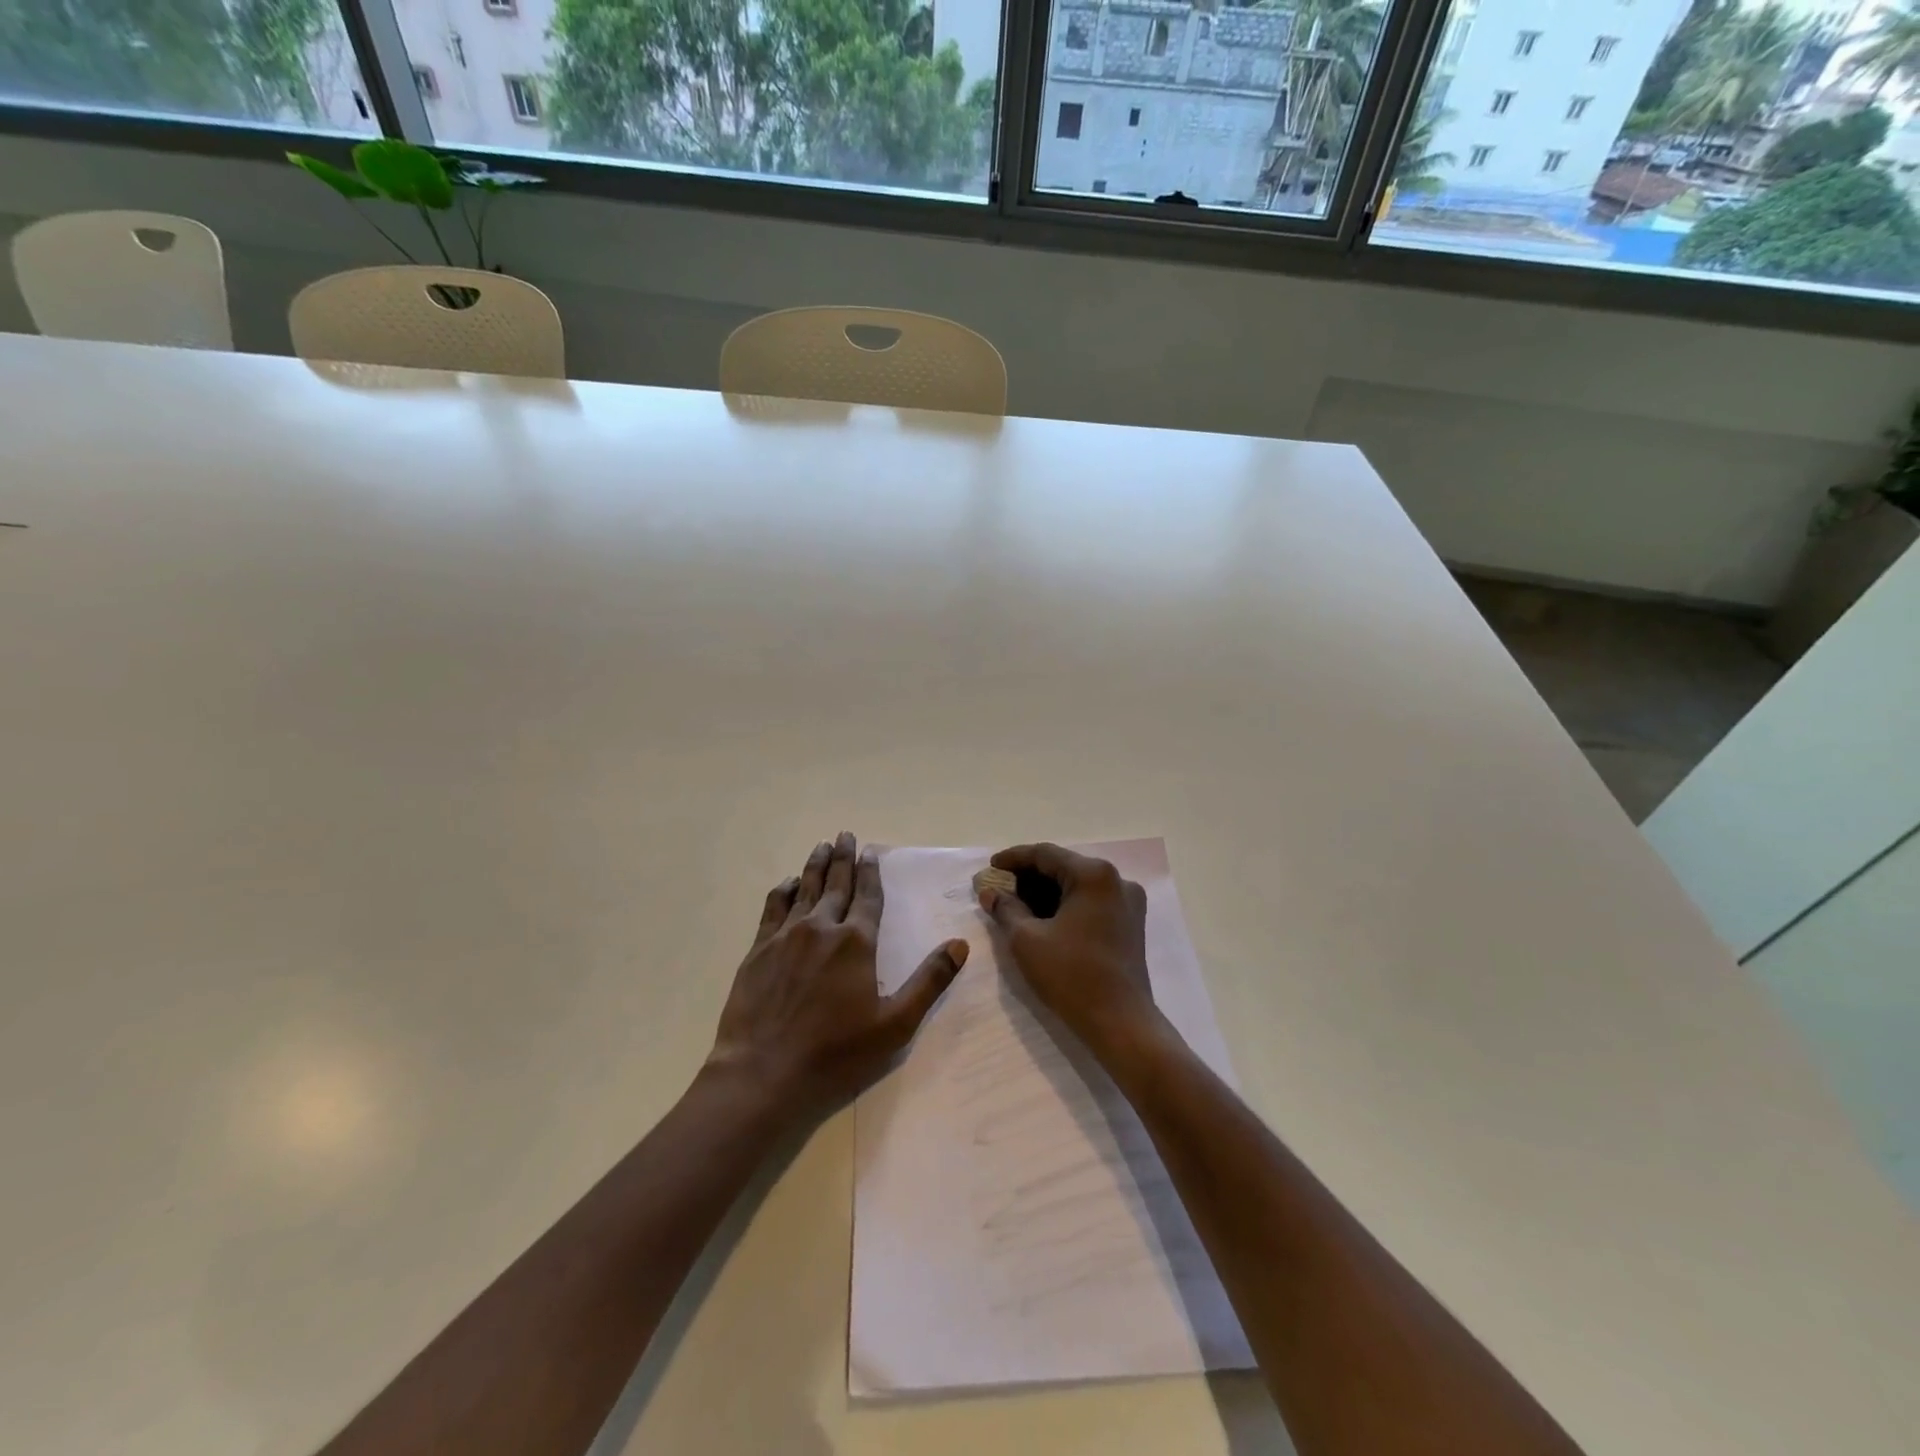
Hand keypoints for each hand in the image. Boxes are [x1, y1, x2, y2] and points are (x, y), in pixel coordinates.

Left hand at [709, 831, 967, 1121]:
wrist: (764, 1071)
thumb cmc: (836, 1051)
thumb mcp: (894, 1024)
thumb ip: (929, 981)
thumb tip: (960, 944)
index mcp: (857, 942)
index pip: (868, 895)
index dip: (871, 871)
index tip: (871, 850)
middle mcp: (822, 927)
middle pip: (836, 883)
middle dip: (843, 857)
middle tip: (845, 834)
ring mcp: (787, 936)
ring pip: (804, 889)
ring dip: (815, 865)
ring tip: (821, 846)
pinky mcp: (759, 950)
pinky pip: (773, 908)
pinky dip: (783, 890)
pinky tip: (787, 883)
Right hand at [977, 843, 1158, 1060]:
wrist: (1121, 1023)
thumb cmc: (1071, 976)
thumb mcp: (1027, 940)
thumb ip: (1006, 909)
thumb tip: (990, 893)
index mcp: (1094, 874)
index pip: (1045, 854)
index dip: (1013, 859)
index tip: (989, 868)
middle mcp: (1116, 880)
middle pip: (1063, 867)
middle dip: (1028, 877)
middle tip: (998, 889)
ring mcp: (1127, 902)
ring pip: (1077, 885)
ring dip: (1046, 892)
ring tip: (1015, 904)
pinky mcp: (1130, 923)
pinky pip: (1090, 902)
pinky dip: (1065, 905)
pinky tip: (1042, 919)